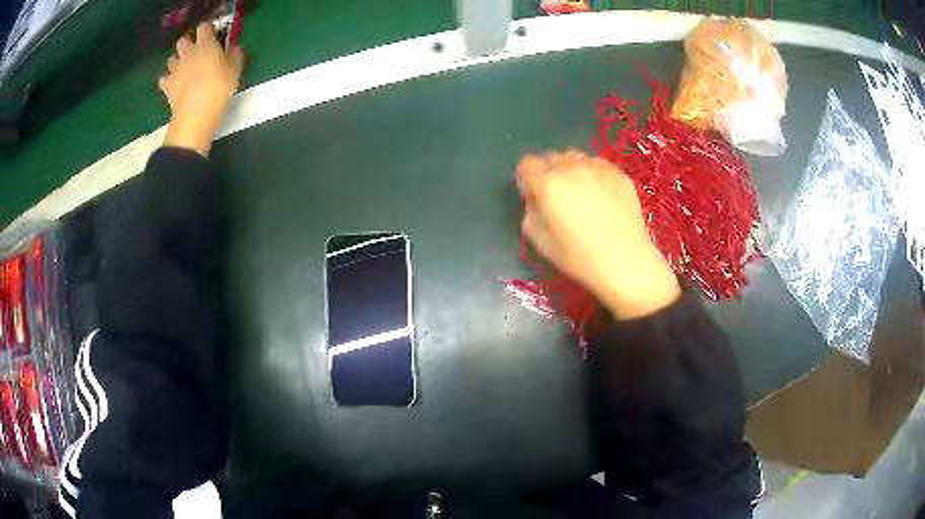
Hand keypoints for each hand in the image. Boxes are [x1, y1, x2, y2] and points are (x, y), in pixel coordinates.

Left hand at [160, 23, 244, 155]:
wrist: (197, 112)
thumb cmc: (219, 87)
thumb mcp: (235, 70)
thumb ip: (234, 56)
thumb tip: (234, 47)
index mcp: (206, 44)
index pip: (203, 27)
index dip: (207, 30)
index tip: (211, 35)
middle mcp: (188, 53)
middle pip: (182, 40)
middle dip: (187, 43)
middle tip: (194, 51)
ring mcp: (175, 69)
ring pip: (171, 59)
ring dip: (176, 61)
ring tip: (182, 68)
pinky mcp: (167, 86)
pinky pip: (164, 79)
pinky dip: (167, 80)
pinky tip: (172, 85)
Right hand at [516, 151, 680, 318]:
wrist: (625, 262)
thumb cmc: (579, 257)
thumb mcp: (540, 241)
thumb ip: (530, 213)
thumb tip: (537, 201)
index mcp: (547, 183)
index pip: (526, 164)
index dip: (527, 179)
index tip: (536, 198)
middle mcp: (571, 167)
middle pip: (551, 157)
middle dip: (549, 173)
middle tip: (559, 197)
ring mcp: (597, 167)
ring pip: (575, 157)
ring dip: (571, 170)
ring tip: (581, 194)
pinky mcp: (618, 173)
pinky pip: (597, 164)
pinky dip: (593, 174)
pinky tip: (601, 197)